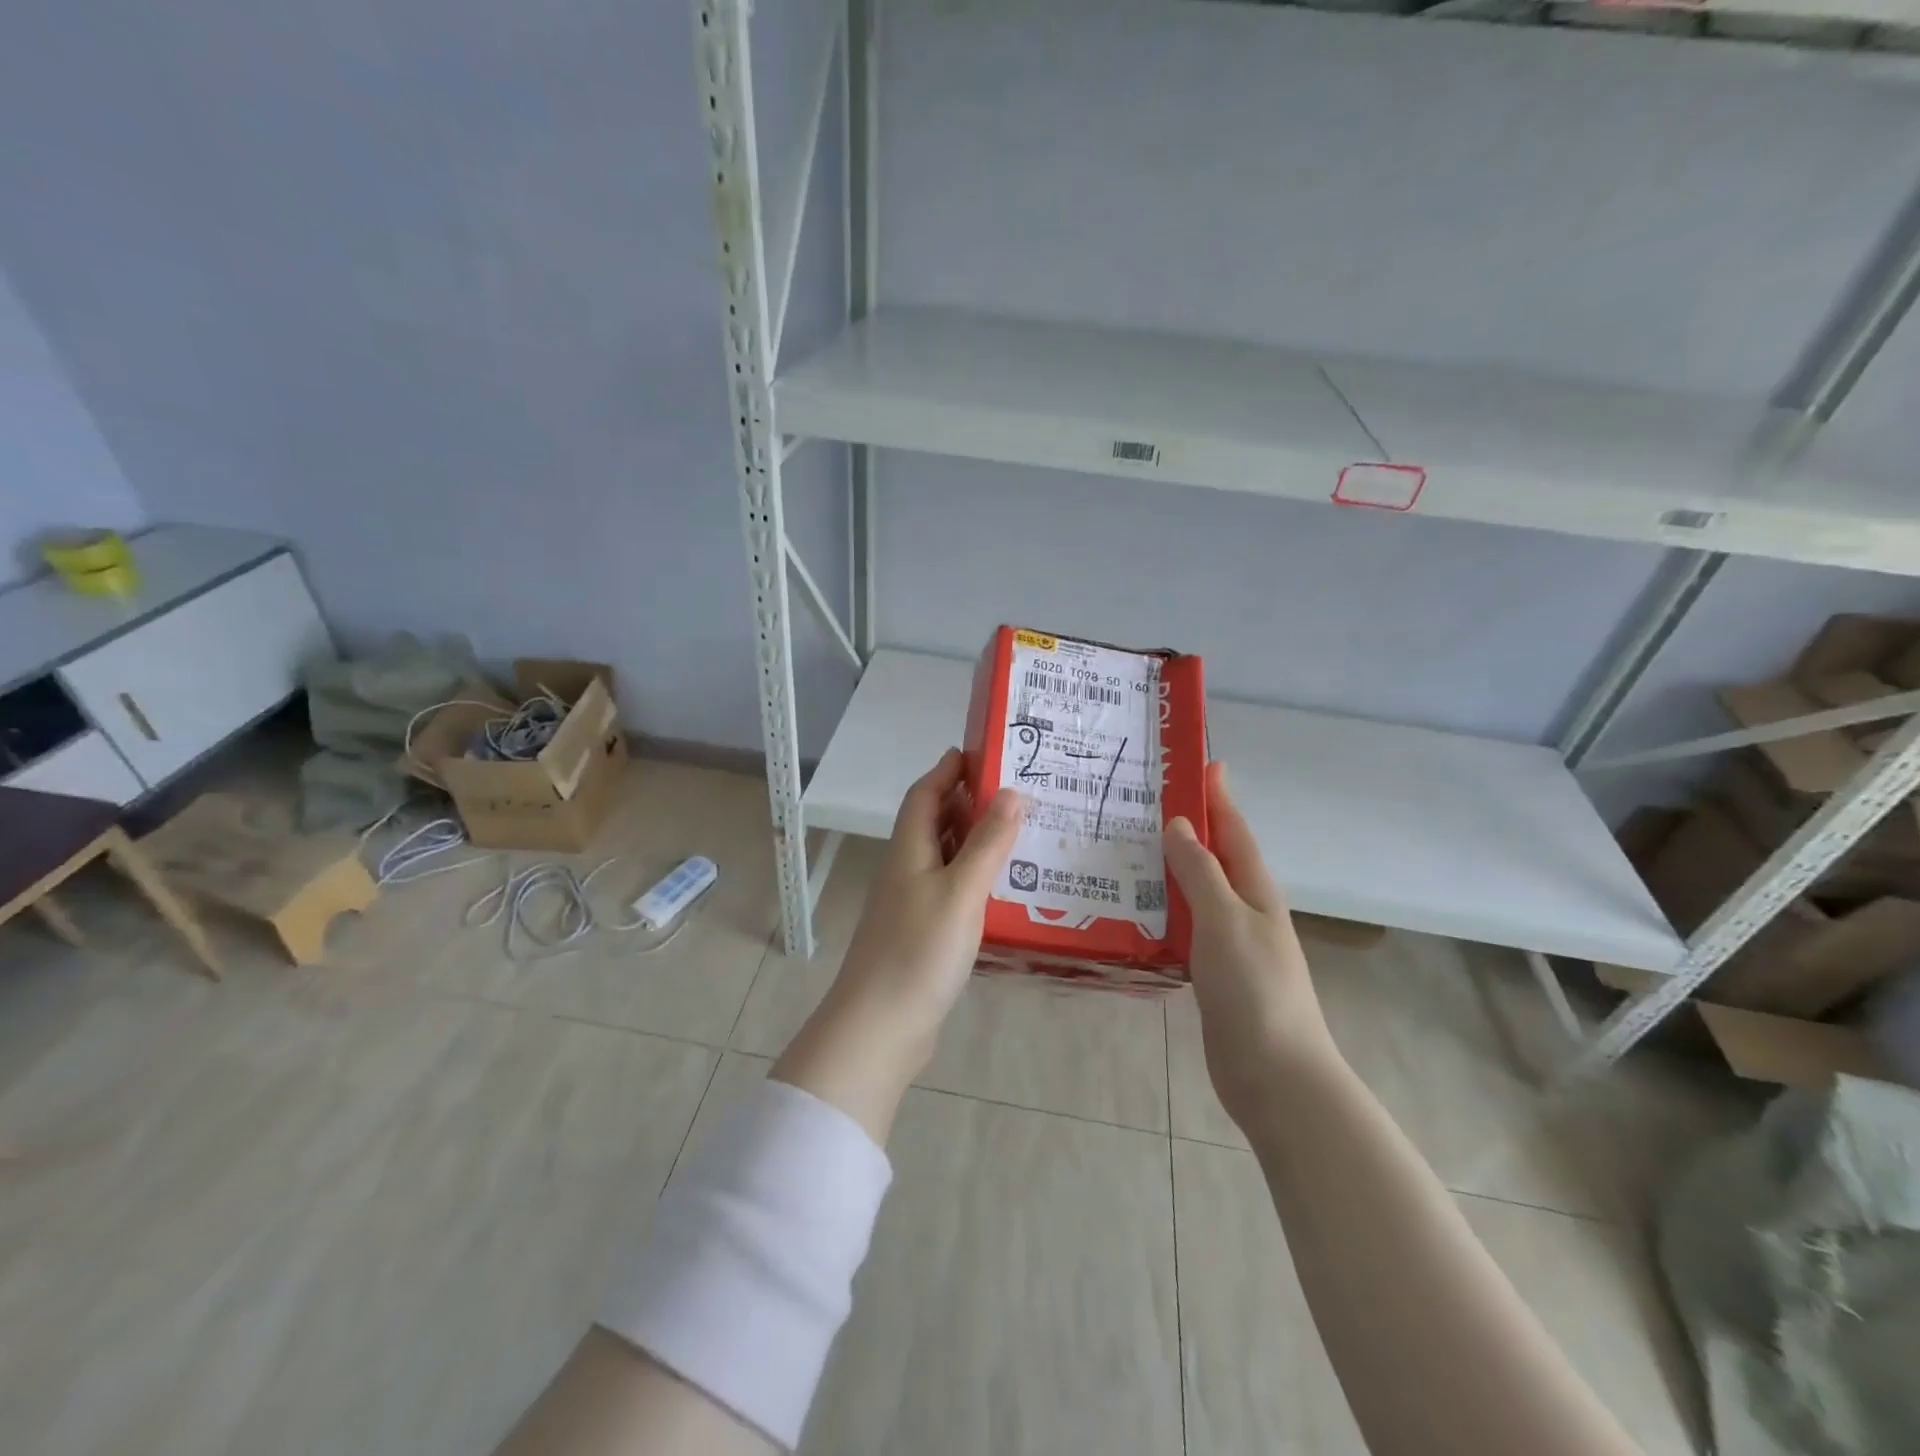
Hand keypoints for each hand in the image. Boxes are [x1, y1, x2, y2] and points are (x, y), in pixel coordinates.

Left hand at [771, 749, 1023, 1142]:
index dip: (948, 771)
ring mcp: (913, 903)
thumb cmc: (919, 951)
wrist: (880, 1026)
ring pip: (946, 857)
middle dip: (968, 802)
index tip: (980, 752)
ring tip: (1020, 834)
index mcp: (910, 850)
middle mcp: (907, 869)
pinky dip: (975, 878)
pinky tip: (1003, 889)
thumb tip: (1012, 792)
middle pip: (935, 823)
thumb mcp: (961, 891)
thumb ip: (988, 843)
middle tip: (1017, 792)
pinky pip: (952, 890)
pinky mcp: (923, 934)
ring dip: (975, 841)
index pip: (924, 795)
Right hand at [1164, 761, 1339, 1129]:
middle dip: (1188, 827)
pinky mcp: (1212, 972)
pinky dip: (1163, 909)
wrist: (1275, 1074)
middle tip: (1144, 803)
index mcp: (1255, 890)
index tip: (1202, 764)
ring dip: (1169, 869)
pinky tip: (1135, 909)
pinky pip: (1185, 927)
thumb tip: (1178, 824)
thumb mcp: (1225, 920)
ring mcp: (1230, 943)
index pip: (1234, 830)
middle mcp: (1245, 910)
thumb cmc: (1254, 989)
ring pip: (1196, 892)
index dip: (1219, 797)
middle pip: (1214, 857)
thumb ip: (1200, 871)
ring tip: (1128, 848)